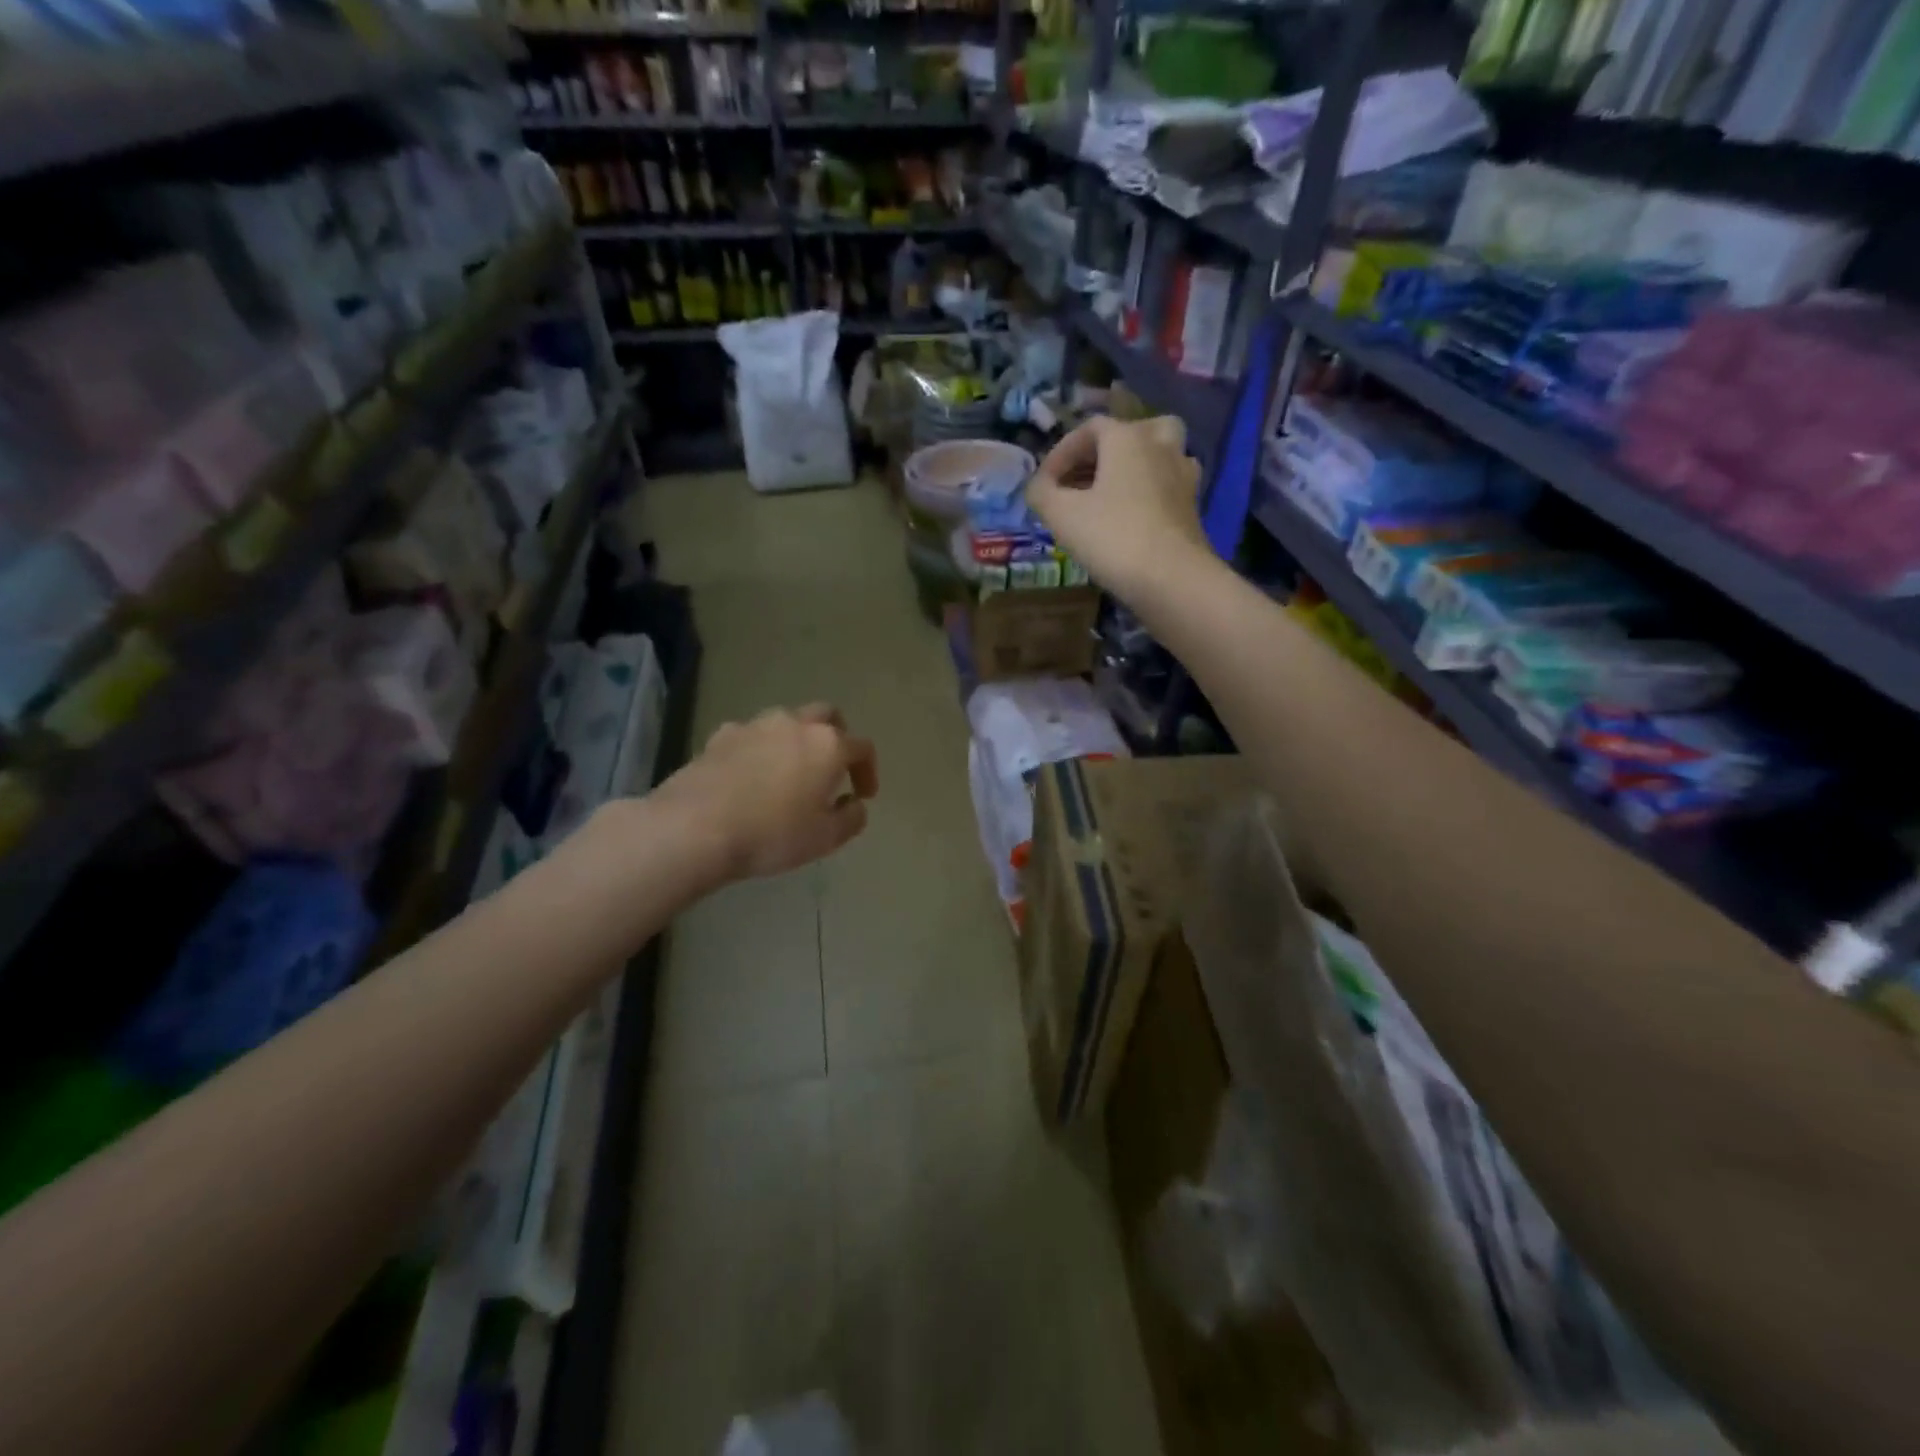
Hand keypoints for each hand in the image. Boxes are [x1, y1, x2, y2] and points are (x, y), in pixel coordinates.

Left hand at [659, 703, 878, 882]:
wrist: (694, 827)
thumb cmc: (772, 833)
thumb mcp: (825, 838)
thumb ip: (851, 818)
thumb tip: (854, 804)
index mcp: (828, 745)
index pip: (862, 747)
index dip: (868, 771)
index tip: (863, 795)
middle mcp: (795, 724)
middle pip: (827, 716)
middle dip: (836, 737)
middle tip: (832, 768)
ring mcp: (755, 725)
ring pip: (787, 722)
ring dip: (796, 741)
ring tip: (789, 773)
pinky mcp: (720, 736)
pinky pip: (751, 736)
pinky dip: (760, 750)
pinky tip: (750, 776)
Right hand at [1026, 415, 1210, 603]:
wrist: (1171, 578)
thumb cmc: (1112, 537)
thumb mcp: (1061, 515)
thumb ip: (1041, 493)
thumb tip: (1038, 486)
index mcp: (1128, 438)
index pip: (1090, 428)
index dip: (1061, 452)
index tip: (1044, 484)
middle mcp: (1160, 446)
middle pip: (1132, 432)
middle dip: (1103, 452)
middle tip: (1081, 478)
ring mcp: (1183, 476)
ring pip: (1157, 456)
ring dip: (1132, 468)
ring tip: (1108, 495)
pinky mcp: (1192, 508)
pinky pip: (1166, 486)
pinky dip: (1147, 493)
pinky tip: (1130, 518)